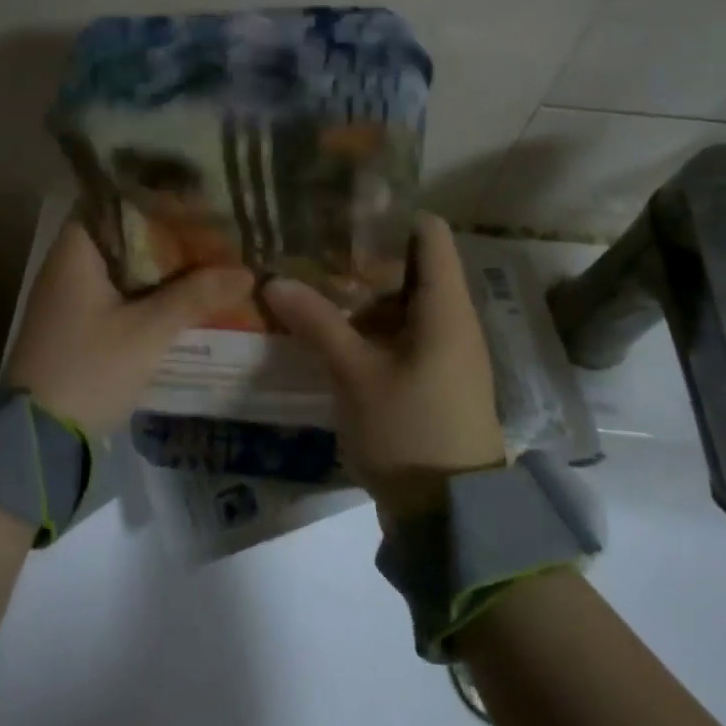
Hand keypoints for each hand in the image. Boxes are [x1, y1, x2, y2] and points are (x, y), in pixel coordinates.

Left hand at [4, 215, 253, 433]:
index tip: (194, 194)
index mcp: (74, 251)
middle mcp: (68, 264)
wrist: (39, 438)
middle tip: (213, 225)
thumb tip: (246, 271)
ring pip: (124, 264)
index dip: (153, 194)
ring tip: (209, 254)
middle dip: (167, 231)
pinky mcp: (78, 323)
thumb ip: (195, 296)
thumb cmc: (89, 370)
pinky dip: (149, 288)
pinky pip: (120, 291)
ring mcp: (71, 295)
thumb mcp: (147, 332)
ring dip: (161, 263)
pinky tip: (184, 293)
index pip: (113, 200)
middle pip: (122, 232)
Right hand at [263, 213, 505, 520]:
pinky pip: (401, 331)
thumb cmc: (410, 430)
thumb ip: (317, 323)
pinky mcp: (432, 376)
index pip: (429, 233)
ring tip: (311, 278)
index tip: (341, 210)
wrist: (450, 515)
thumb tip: (274, 279)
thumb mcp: (356, 375)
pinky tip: (328, 326)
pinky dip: (368, 323)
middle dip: (363, 253)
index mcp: (446, 307)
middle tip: (311, 244)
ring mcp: (444, 350)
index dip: (390, 214)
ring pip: (403, 300)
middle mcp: (452, 319)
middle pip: (413, 263)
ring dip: (362, 291)